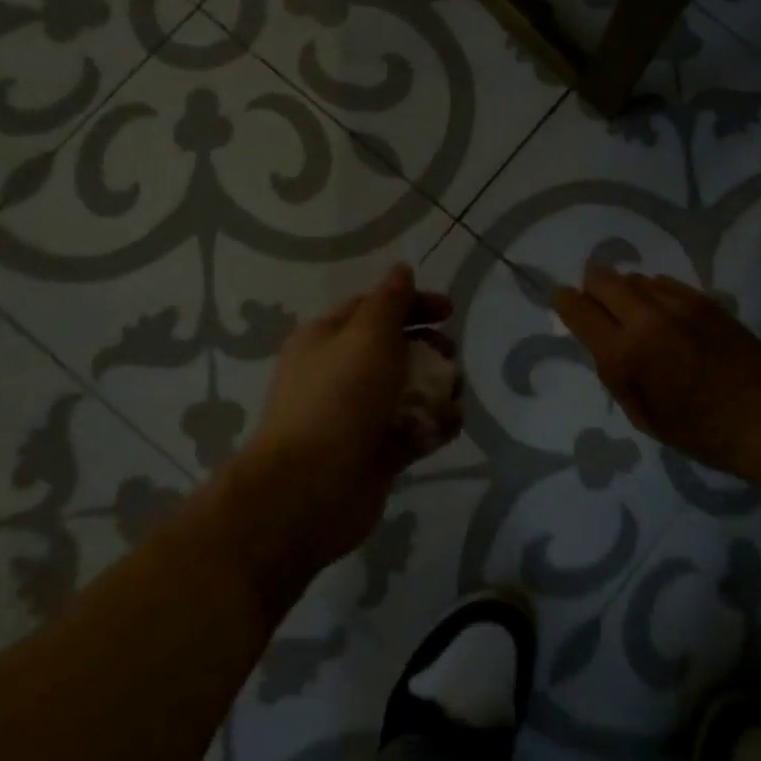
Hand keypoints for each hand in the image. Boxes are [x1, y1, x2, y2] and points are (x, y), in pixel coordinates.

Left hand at [213, 265, 455, 594]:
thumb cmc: (339, 400)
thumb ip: (390, 301)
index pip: (373, 307)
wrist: (309, 491)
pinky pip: (410, 429)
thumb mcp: (367, 336)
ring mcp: (356, 415)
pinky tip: (446, 428)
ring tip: (452, 399)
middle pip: (394, 349)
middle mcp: (339, 373)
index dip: (413, 303)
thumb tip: (401, 269)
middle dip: (429, 350)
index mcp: (327, 338)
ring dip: (437, 390)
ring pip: (407, 391)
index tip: (449, 312)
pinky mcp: (373, 452)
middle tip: (450, 359)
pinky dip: (432, 426)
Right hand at [552, 266, 760, 471]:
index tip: (562, 300)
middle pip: (603, 278)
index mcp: (624, 353)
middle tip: (598, 305)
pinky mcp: (704, 299)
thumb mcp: (639, 413)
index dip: (564, 301)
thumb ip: (614, 370)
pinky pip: (665, 283)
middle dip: (593, 288)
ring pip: (635, 277)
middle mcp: (646, 318)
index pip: (578, 308)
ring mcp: (678, 303)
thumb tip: (602, 338)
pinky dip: (656, 294)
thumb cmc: (695, 430)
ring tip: (638, 315)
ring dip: (627, 292)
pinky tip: (667, 316)